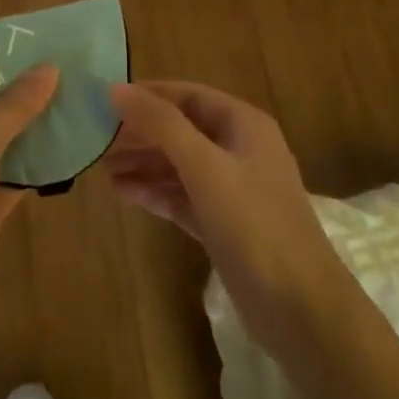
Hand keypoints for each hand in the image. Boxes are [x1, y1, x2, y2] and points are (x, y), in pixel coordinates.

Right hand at [105, 82, 352, 352]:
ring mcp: (234, 191)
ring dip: (144, 163)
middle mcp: (240, 150)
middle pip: (182, 129)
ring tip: (102, 166)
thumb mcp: (205, 167)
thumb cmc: (254, 224)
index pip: (188, 95)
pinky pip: (183, 197)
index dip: (149, 94)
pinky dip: (156, 192)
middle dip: (141, 132)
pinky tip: (124, 192)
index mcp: (244, 125)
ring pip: (181, 165)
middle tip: (97, 138)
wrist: (301, 310)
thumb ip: (161, 124)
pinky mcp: (225, 226)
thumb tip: (116, 88)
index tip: (105, 99)